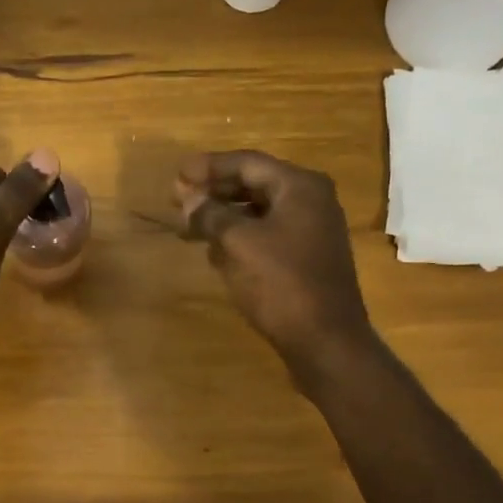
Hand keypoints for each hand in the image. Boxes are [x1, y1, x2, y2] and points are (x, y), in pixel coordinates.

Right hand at [177, 149, 379, 381]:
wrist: (324, 339)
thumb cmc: (281, 283)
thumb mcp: (239, 244)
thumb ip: (211, 215)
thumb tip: (188, 199)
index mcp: (300, 187)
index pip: (248, 163)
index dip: (210, 167)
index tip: (178, 173)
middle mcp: (310, 201)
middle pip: (254, 185)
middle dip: (214, 191)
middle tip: (178, 198)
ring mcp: (310, 231)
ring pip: (258, 213)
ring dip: (223, 217)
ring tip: (189, 226)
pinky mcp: (305, 259)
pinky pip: (266, 236)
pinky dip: (239, 237)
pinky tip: (214, 251)